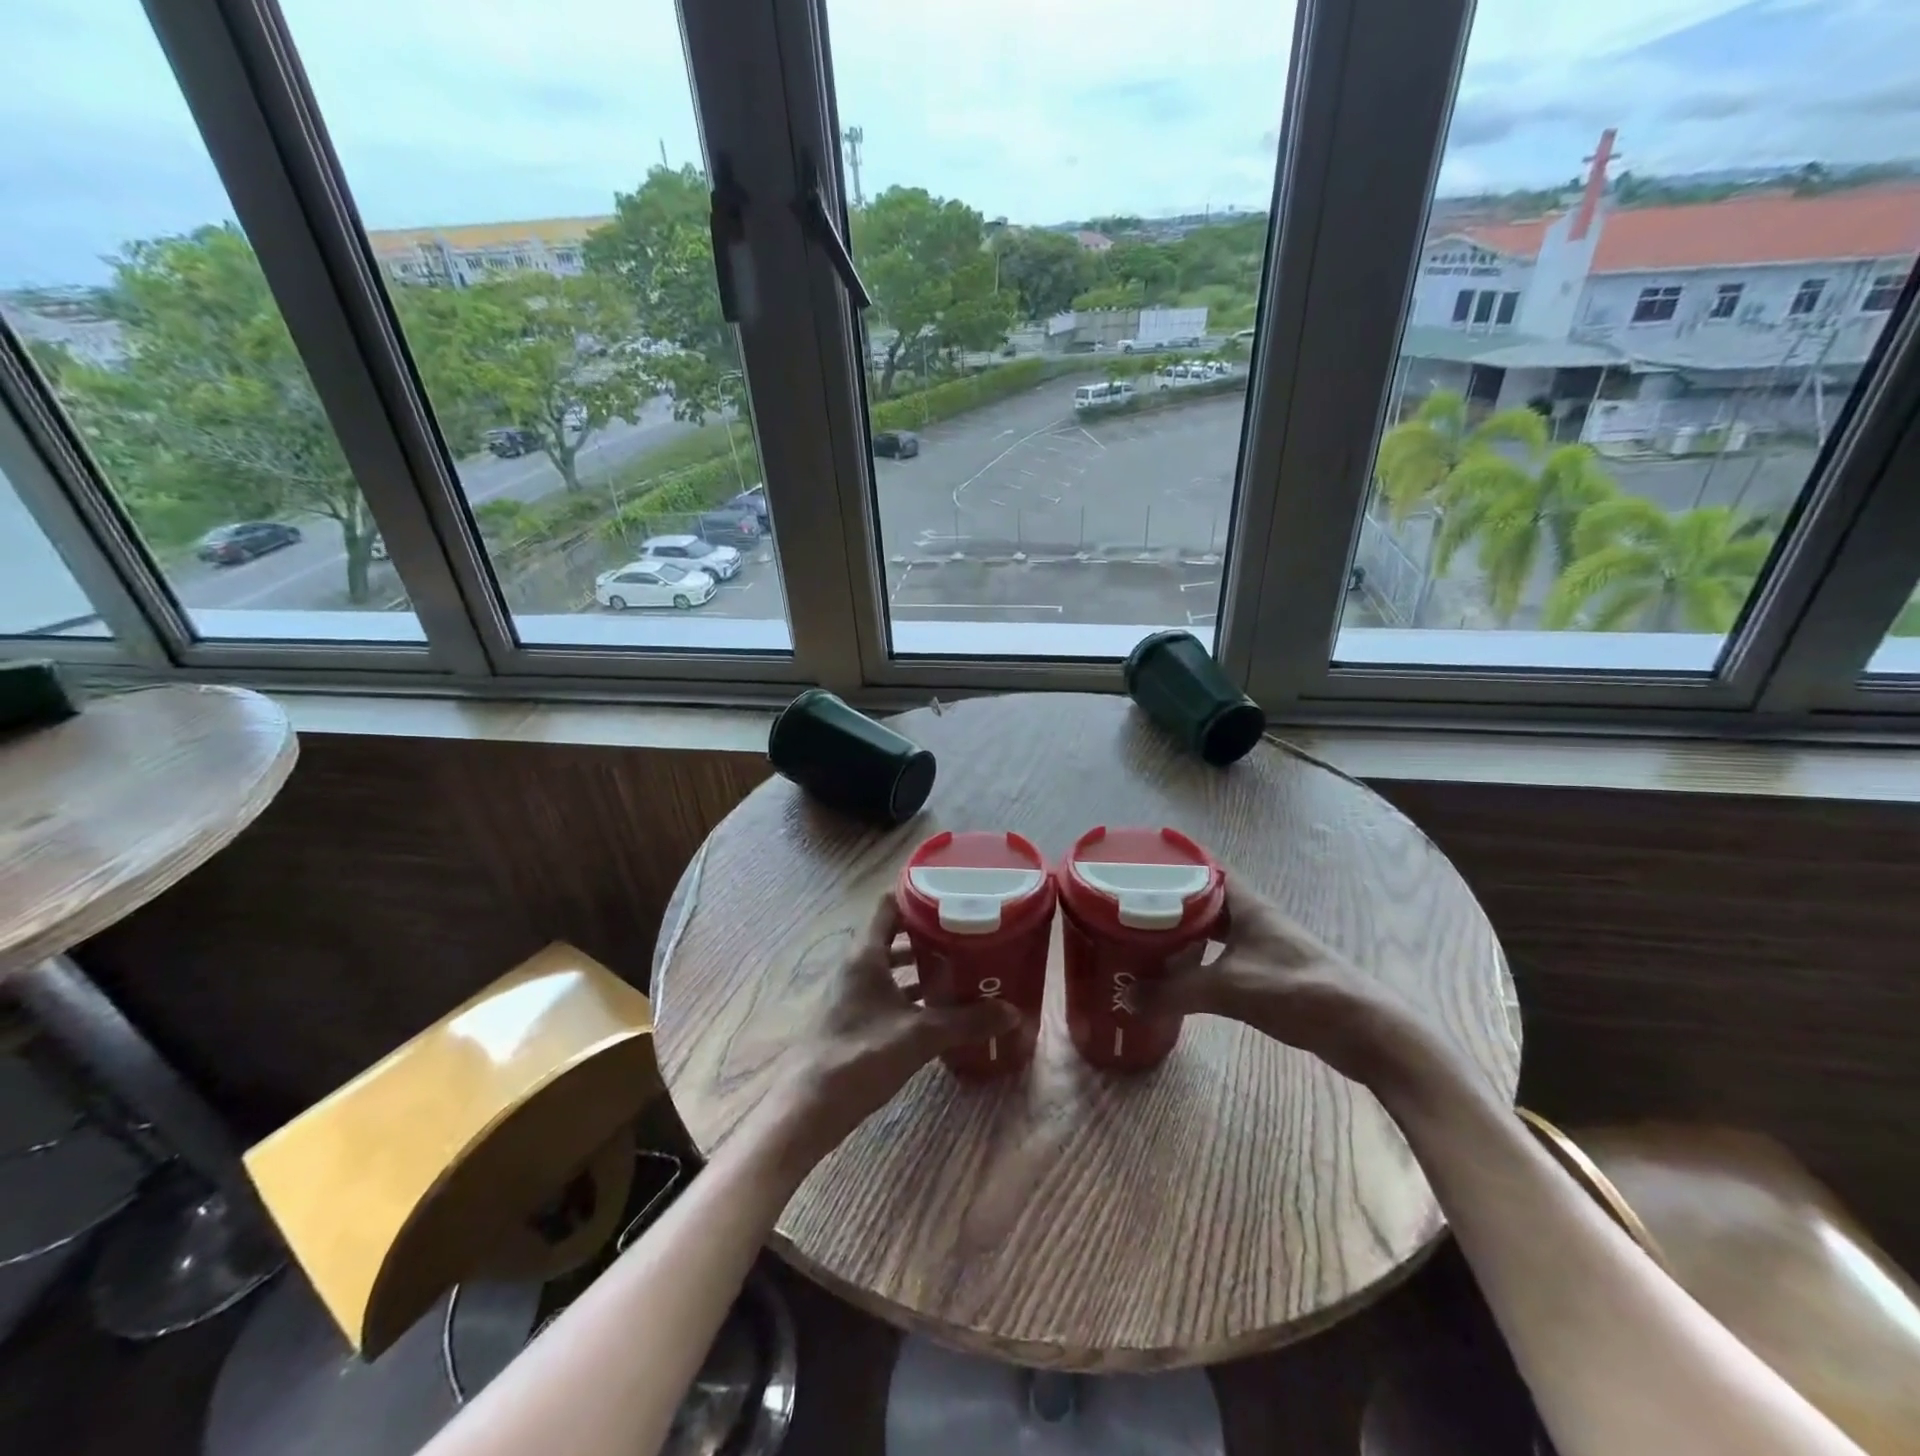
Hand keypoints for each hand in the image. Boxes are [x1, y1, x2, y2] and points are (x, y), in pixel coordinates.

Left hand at [769, 893, 1016, 1166]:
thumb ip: (967, 1021)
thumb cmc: (861, 1056)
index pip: (889, 904)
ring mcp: (852, 992)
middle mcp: (856, 965)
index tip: (953, 894)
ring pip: (890, 965)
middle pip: (893, 933)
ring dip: (920, 964)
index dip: (918, 894)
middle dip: (928, 932)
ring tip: (960, 966)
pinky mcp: (854, 1017)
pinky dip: (911, 993)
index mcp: (866, 954)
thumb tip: (1013, 1012)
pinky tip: (938, 1008)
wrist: (810, 1108)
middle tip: (967, 932)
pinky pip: (887, 991)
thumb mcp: (920, 1036)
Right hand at [1141, 875, 1414, 1082]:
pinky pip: (1219, 954)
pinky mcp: (1265, 973)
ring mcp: (1261, 945)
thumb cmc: (1298, 991)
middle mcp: (1252, 917)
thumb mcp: (1230, 989)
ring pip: (1211, 927)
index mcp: (1246, 904)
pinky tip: (1174, 971)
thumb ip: (1175, 992)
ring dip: (1181, 930)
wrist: (1364, 1031)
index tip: (1136, 861)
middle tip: (1126, 902)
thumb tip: (1127, 998)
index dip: (1172, 859)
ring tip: (1141, 934)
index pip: (1203, 866)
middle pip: (1202, 897)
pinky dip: (1196, 957)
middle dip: (1167, 898)